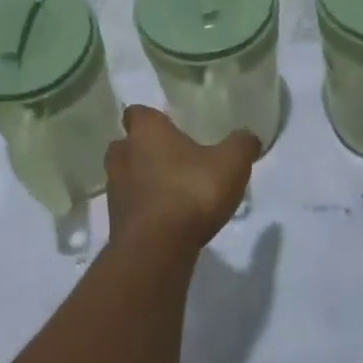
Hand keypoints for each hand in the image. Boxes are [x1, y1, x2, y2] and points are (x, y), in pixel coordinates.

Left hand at [105, 106, 258, 252]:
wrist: (156, 249)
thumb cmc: (191, 192)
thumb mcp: (231, 164)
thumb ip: (241, 145)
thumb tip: (248, 137)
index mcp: (145, 131)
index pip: (137, 113)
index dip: (152, 119)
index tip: (170, 127)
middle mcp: (122, 155)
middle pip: (127, 145)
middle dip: (144, 150)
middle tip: (172, 159)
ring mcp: (114, 190)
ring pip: (125, 177)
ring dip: (143, 181)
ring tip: (172, 192)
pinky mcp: (115, 222)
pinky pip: (130, 207)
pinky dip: (144, 209)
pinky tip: (167, 219)